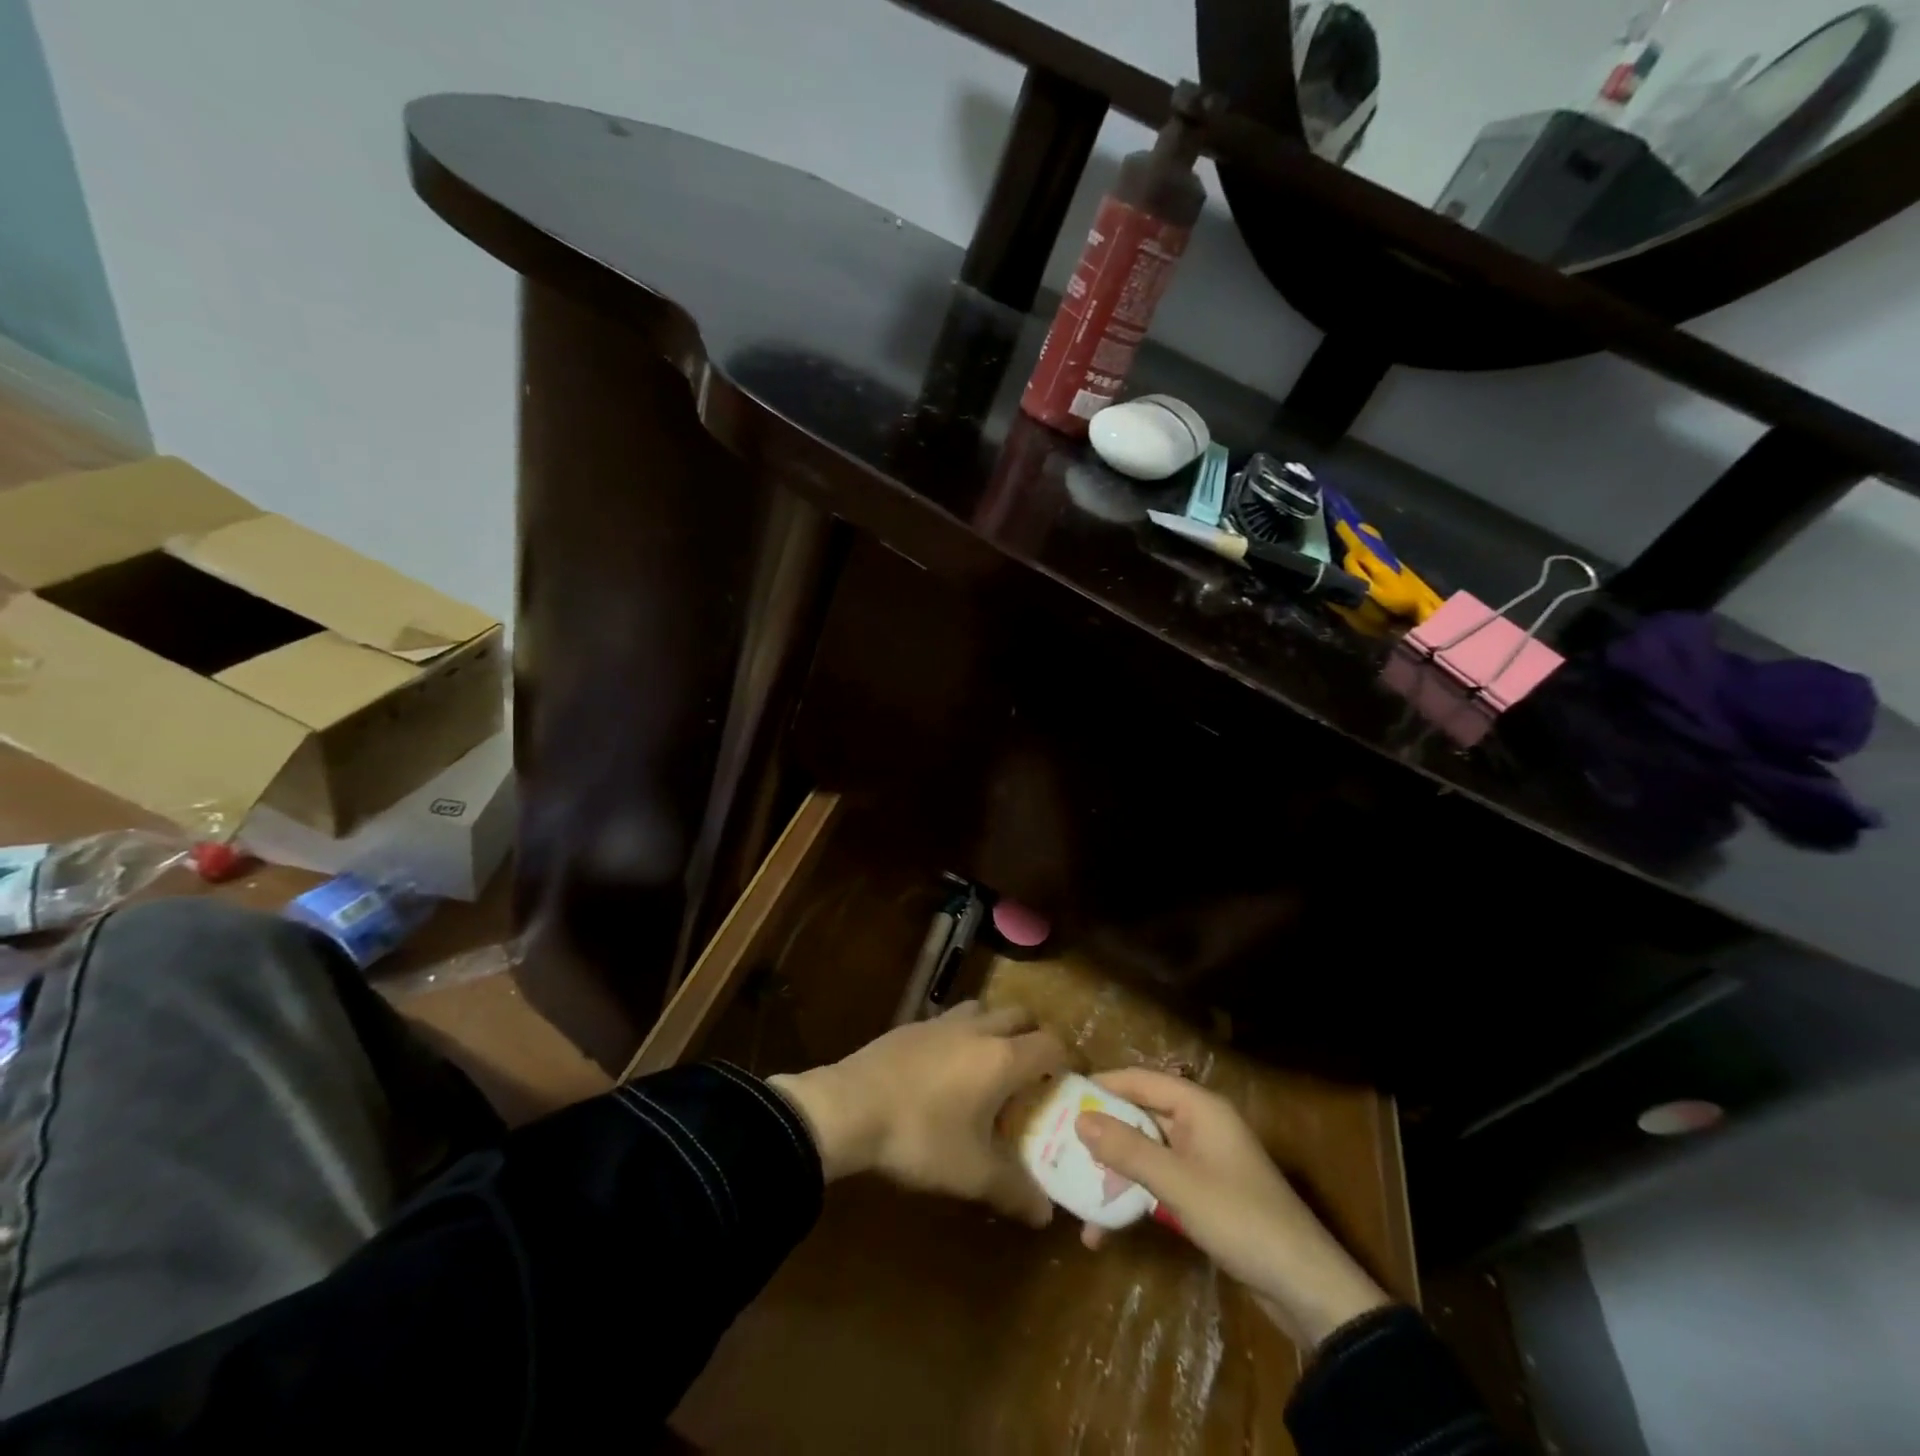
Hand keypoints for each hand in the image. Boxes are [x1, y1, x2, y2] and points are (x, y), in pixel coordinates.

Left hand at [769, 1002, 1067, 1224]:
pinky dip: (963, 1035)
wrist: (848, 1108)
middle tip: (1033, 1075)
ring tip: (991, 1067)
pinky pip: (951, 1020)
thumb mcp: (971, 1174)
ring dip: (997, 1029)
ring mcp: (942, 1022)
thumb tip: (1045, 1214)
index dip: (1068, 1060)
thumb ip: (1014, 1190)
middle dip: (1034, 1038)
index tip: (1070, 1084)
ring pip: (984, 1010)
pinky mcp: (912, 1026)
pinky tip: (948, 1069)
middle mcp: (978, 1029)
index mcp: (1002, 1058)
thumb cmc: (920, 1137)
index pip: (1051, 1043)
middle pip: (1021, 1015)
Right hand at [1076, 1068, 1389, 1348]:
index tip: (1062, 1096)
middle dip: (1102, 1133)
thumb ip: (1128, 1149)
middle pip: (1140, 1116)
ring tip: (1073, 1192)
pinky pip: (1157, 1183)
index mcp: (1199, 1107)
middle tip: (1058, 1144)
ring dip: (1112, 1172)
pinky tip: (1103, 1228)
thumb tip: (1080, 1119)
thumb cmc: (1241, 1219)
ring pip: (1145, 1153)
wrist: (1305, 1287)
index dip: (1102, 1085)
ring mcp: (1201, 1161)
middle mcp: (1199, 1125)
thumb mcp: (1178, 1184)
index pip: (1140, 1080)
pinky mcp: (1202, 1195)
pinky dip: (1132, 1197)